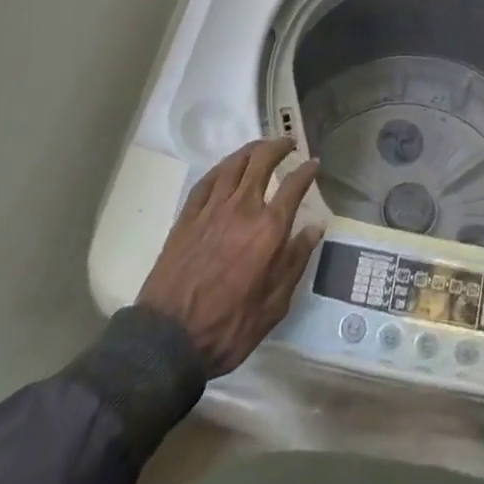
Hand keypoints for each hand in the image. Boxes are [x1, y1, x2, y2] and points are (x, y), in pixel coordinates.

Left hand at [138, 138, 322, 376]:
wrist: (168, 340)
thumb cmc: (228, 328)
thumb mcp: (274, 305)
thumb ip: (296, 262)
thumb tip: (315, 228)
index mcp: (268, 229)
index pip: (293, 185)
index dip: (306, 170)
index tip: (313, 163)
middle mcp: (242, 208)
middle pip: (262, 161)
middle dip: (278, 146)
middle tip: (288, 143)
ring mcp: (211, 209)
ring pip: (234, 164)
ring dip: (251, 149)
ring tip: (261, 147)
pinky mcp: (187, 217)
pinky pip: (207, 180)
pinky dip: (222, 167)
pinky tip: (227, 167)